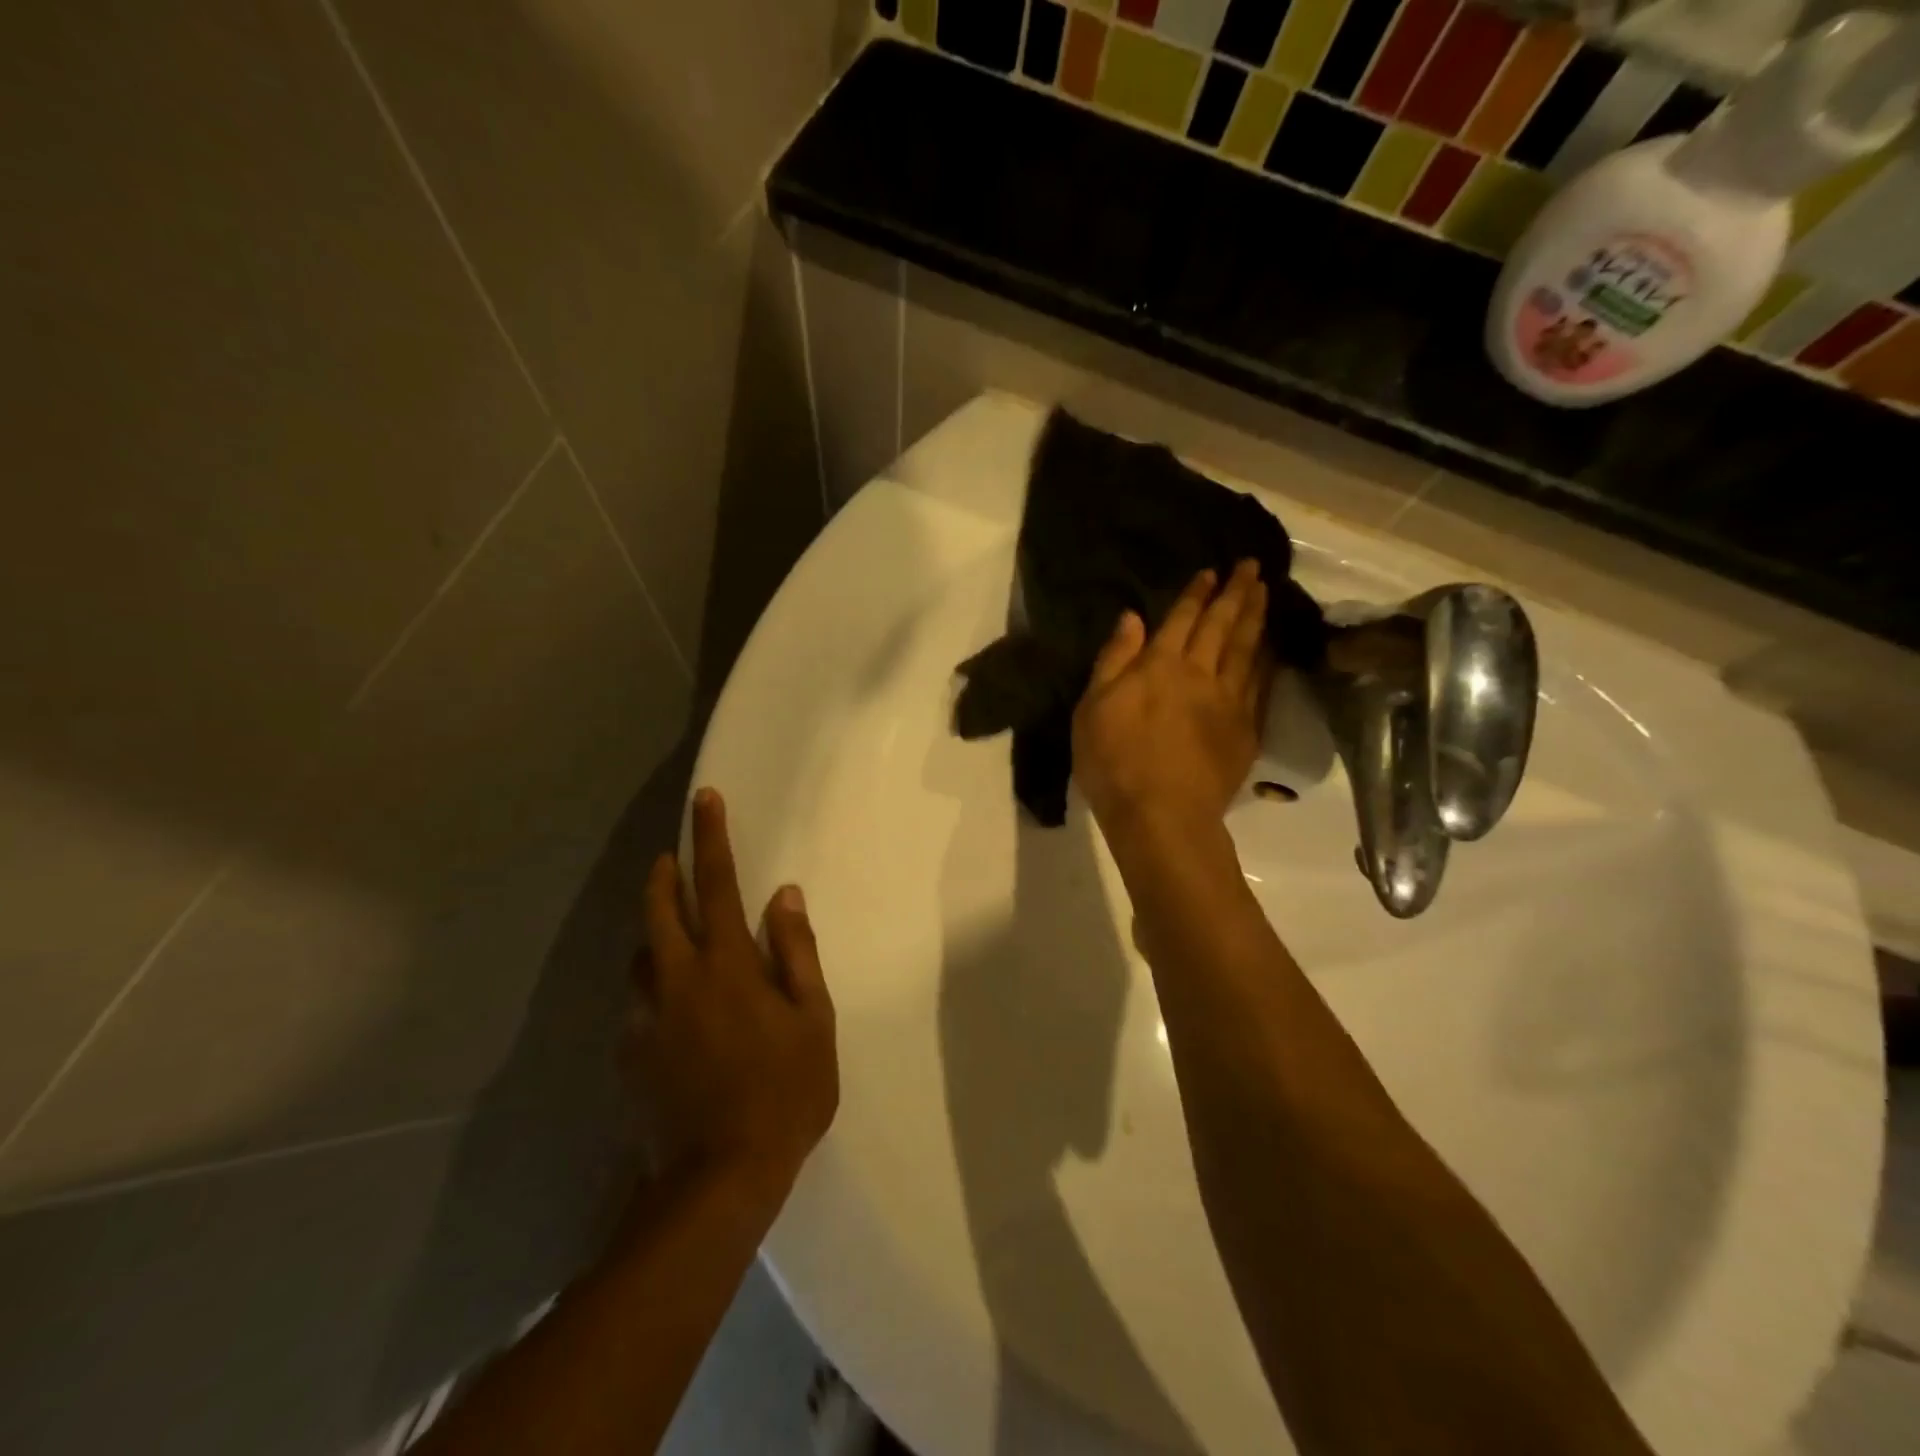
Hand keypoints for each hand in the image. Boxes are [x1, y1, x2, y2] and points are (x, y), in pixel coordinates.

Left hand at [628, 788, 838, 1194]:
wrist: (718, 1179)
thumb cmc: (784, 1092)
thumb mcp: (813, 1020)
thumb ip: (797, 952)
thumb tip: (785, 896)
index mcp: (727, 965)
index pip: (717, 883)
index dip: (712, 836)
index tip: (705, 799)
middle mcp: (677, 979)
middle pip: (659, 908)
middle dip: (664, 874)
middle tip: (671, 855)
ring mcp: (646, 1016)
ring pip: (642, 954)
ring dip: (654, 928)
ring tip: (671, 929)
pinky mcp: (629, 1052)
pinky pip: (638, 998)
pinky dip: (652, 981)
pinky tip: (670, 1003)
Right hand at [1072, 561, 1269, 837]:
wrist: (1162, 816)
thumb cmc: (1114, 762)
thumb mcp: (1093, 709)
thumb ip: (1114, 660)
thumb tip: (1132, 618)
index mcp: (1160, 666)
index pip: (1182, 619)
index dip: (1197, 594)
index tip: (1211, 572)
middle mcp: (1200, 674)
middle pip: (1223, 626)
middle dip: (1237, 593)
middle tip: (1252, 566)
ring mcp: (1229, 702)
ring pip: (1248, 649)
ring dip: (1257, 617)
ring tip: (1266, 592)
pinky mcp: (1246, 730)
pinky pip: (1261, 684)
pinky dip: (1267, 659)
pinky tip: (1271, 648)